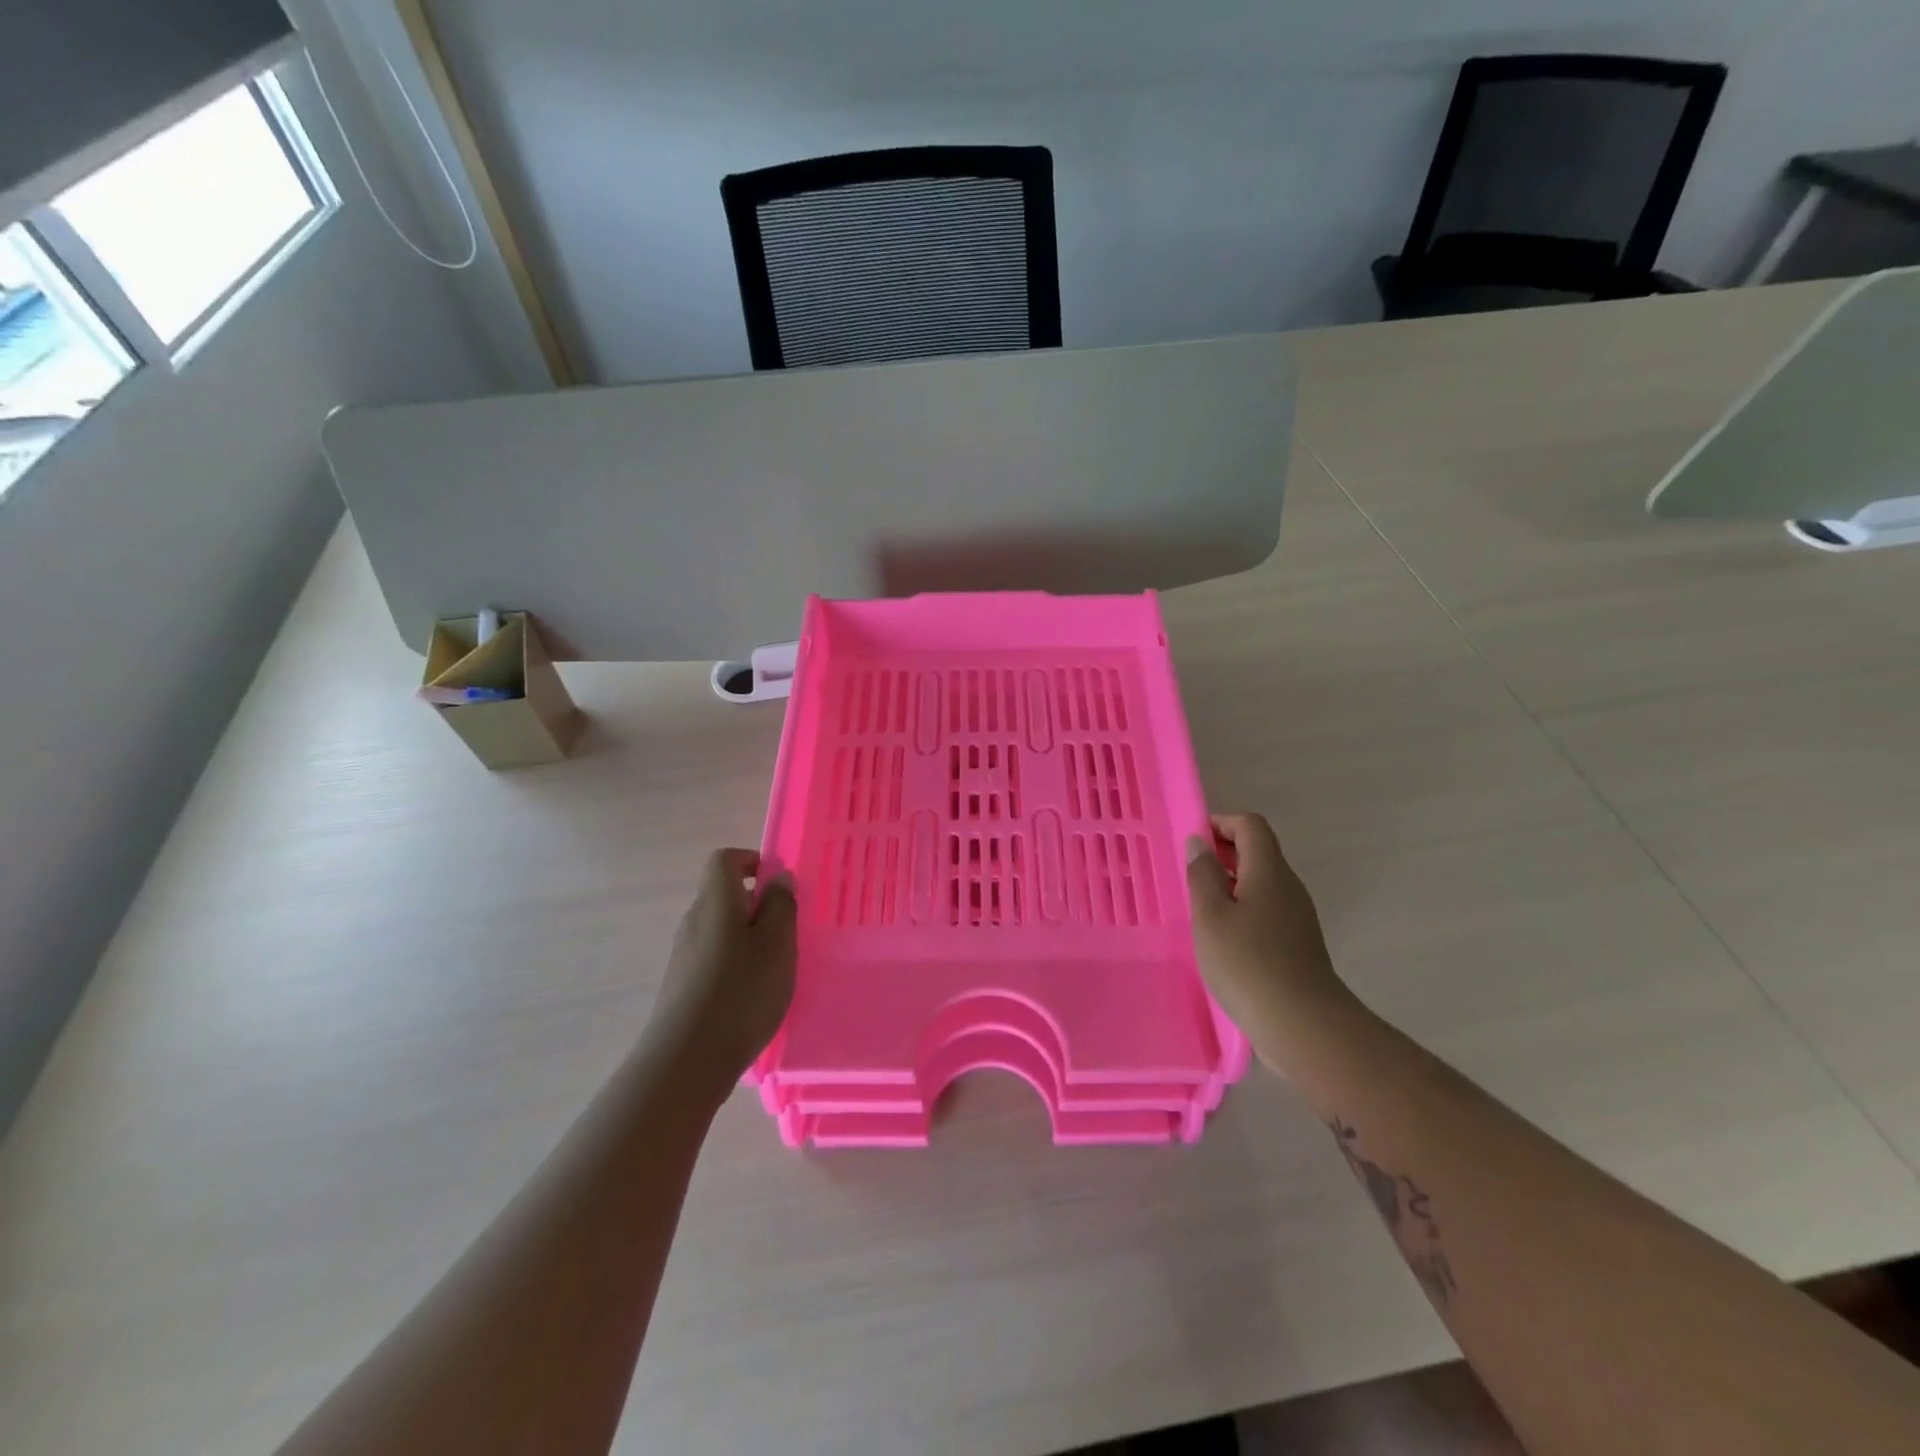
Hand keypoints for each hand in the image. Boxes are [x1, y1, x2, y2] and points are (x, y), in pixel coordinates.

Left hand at [651, 849, 796, 1089]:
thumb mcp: (777, 943)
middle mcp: (694, 921)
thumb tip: (778, 877)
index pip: (724, 860)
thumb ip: (781, 906)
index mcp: (716, 901)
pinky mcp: (682, 986)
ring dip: (748, 939)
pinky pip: (713, 959)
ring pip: (720, 930)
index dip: (751, 861)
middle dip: (756, 906)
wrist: (687, 1060)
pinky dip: (735, 965)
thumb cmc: (741, 991)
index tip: (778, 886)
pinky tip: (752, 996)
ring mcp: (684, 955)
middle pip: (723, 895)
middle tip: (787, 932)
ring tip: (775, 969)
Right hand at [1188, 813, 1348, 1069]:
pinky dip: (1242, 910)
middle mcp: (1288, 887)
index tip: (1192, 842)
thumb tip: (1199, 843)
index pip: (1250, 825)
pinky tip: (1222, 939)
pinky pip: (1266, 910)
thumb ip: (1202, 874)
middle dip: (1222, 854)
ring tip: (1200, 909)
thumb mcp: (1210, 915)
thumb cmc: (1247, 962)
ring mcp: (1297, 917)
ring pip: (1262, 884)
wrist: (1303, 1025)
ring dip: (1230, 885)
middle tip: (1189, 875)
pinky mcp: (1297, 944)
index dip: (1220, 823)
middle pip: (1258, 852)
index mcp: (1269, 871)